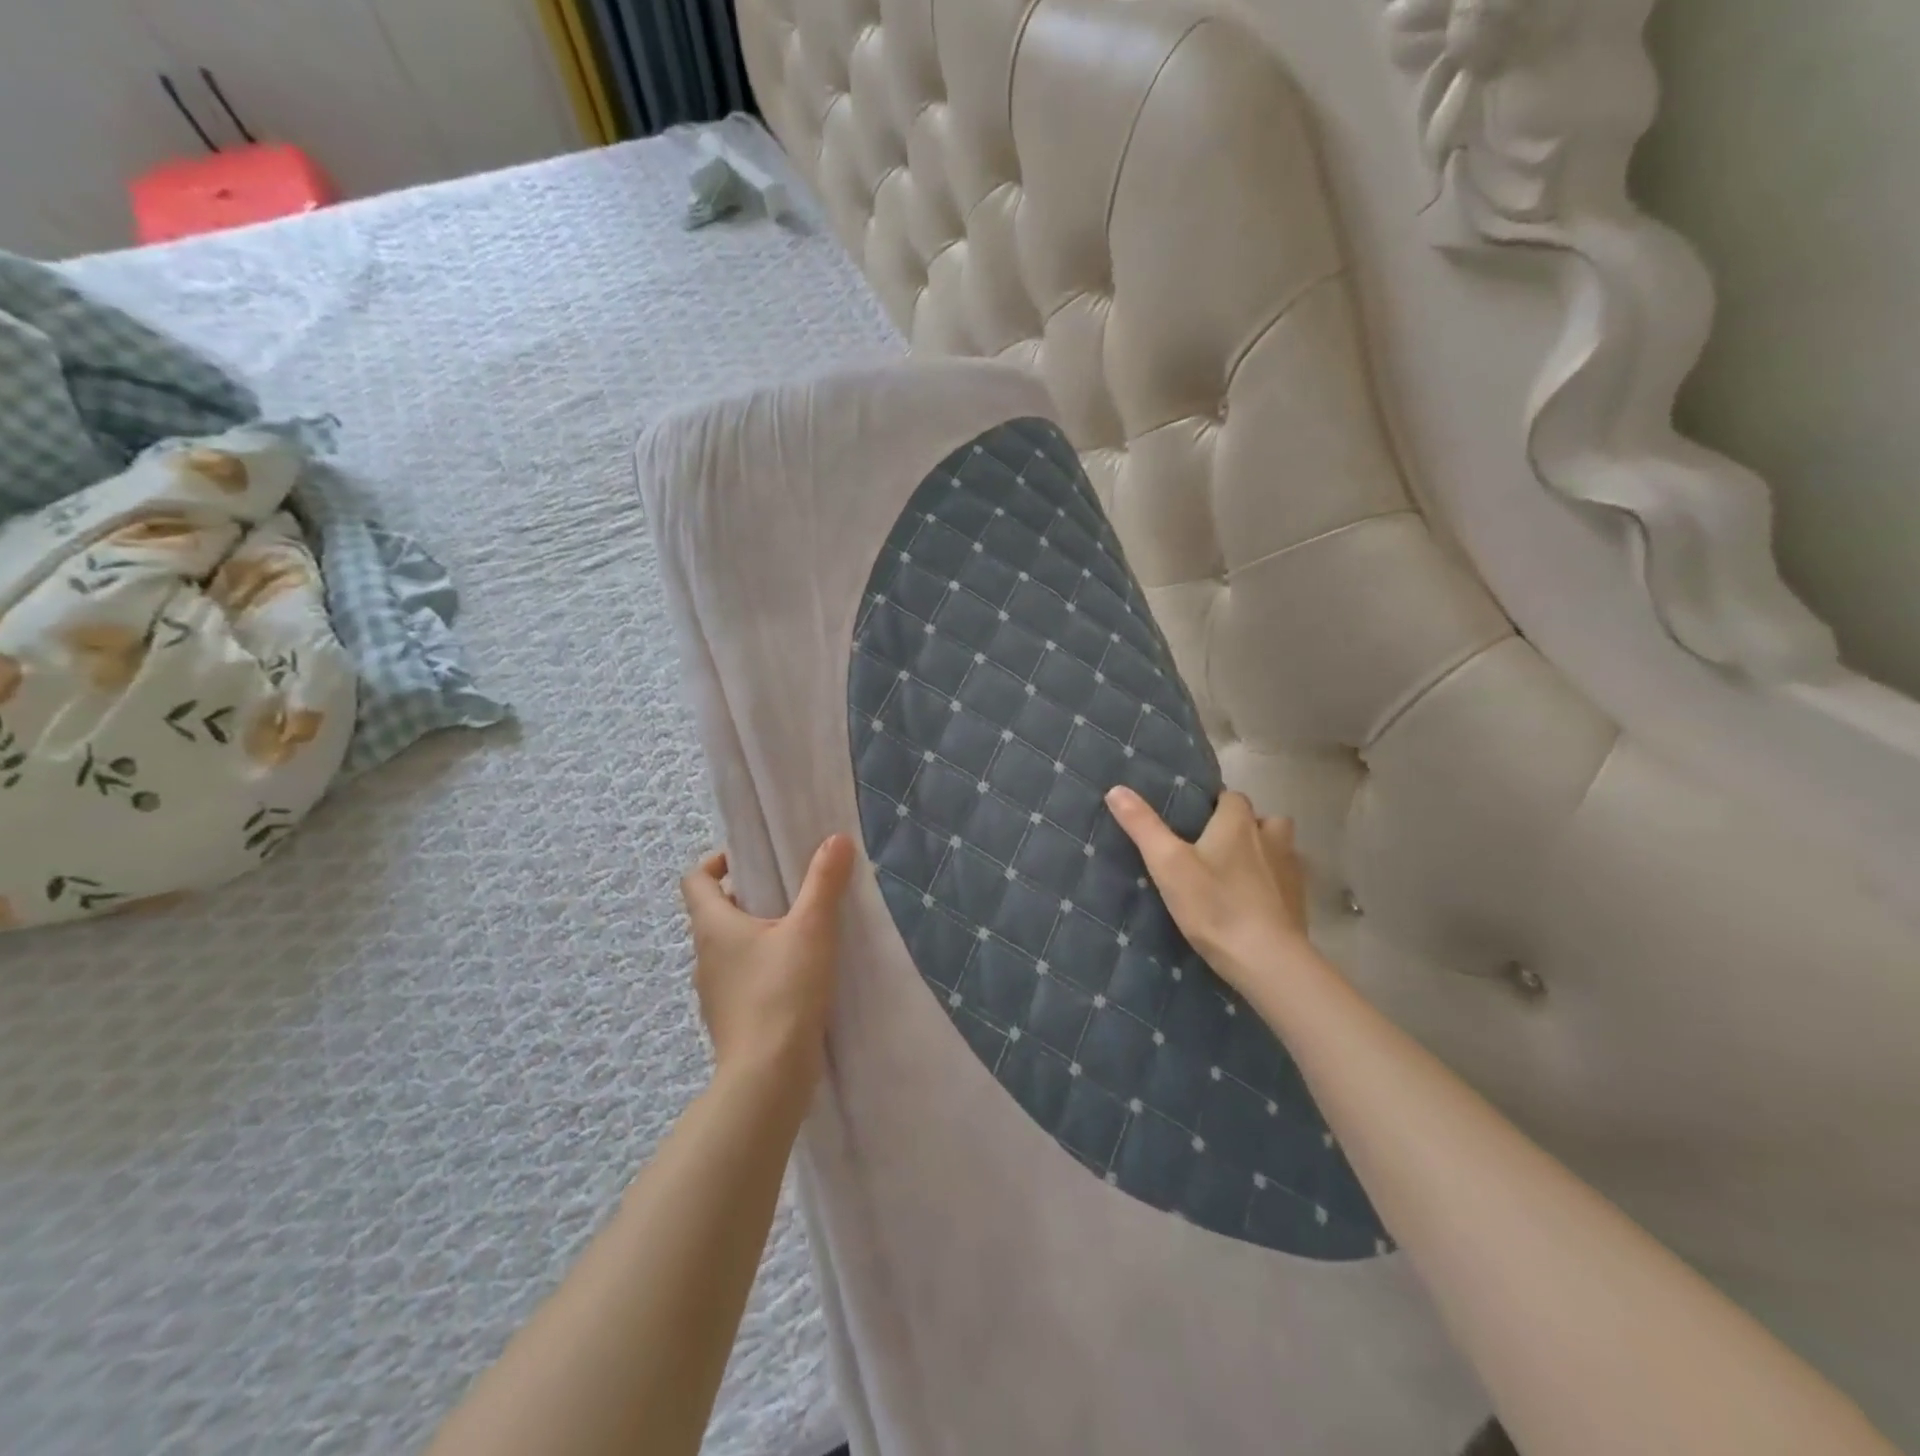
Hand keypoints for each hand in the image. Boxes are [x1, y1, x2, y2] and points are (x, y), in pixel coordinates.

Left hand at [679, 834, 856, 1092]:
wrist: (768, 1077)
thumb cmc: (783, 992)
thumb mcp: (812, 929)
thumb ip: (824, 882)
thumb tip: (835, 838)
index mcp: (713, 925)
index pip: (695, 879)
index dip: (718, 861)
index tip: (752, 858)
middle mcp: (704, 955)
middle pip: (716, 911)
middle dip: (749, 895)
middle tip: (790, 889)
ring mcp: (714, 991)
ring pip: (730, 946)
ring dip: (758, 932)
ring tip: (800, 930)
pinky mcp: (730, 1018)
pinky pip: (742, 977)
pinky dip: (763, 966)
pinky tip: (798, 975)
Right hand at [1105, 786, 1310, 989]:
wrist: (1267, 959)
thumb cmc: (1214, 905)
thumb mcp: (1167, 864)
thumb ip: (1143, 826)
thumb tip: (1116, 789)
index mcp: (1238, 823)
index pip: (1230, 797)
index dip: (1213, 806)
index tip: (1192, 822)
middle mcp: (1270, 837)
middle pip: (1260, 819)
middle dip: (1241, 827)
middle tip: (1211, 849)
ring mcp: (1290, 870)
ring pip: (1279, 847)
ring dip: (1262, 852)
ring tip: (1234, 873)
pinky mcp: (1299, 901)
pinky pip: (1285, 880)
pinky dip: (1272, 884)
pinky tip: (1252, 903)